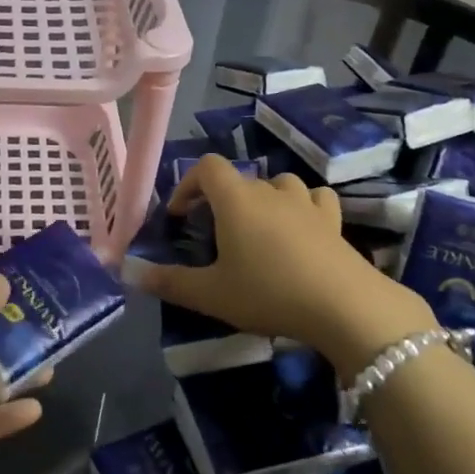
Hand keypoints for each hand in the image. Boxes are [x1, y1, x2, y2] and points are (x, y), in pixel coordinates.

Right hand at [141, 155, 436, 375]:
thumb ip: (169, 282)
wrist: (344, 306)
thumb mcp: (211, 294)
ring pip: (278, 184)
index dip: (188, 184)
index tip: (180, 215)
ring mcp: (306, 202)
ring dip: (262, 199)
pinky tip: (300, 227)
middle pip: (240, 179)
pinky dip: (302, 206)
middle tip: (214, 236)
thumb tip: (130, 274)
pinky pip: (314, 199)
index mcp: (236, 199)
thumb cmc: (269, 293)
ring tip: (256, 229)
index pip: (207, 167)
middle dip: (221, 201)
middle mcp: (270, 190)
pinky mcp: (334, 220)